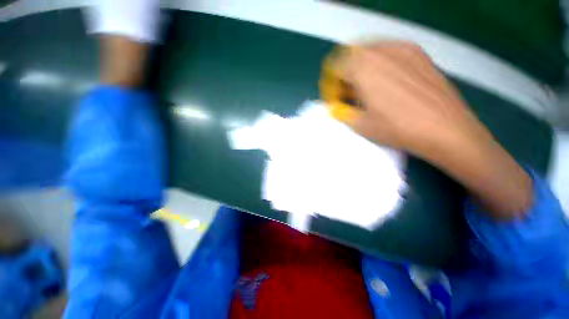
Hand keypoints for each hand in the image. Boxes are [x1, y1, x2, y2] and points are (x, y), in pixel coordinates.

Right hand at [339, 41, 490, 158]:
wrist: (444, 129)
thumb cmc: (396, 127)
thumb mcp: (360, 125)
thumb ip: (341, 112)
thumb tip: (334, 107)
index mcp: (363, 67)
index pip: (336, 68)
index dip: (331, 85)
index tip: (335, 99)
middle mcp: (382, 50)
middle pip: (352, 55)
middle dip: (345, 74)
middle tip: (347, 93)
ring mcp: (404, 49)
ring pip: (371, 51)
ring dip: (361, 68)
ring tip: (365, 88)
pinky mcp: (420, 54)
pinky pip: (390, 52)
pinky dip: (380, 64)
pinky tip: (385, 82)